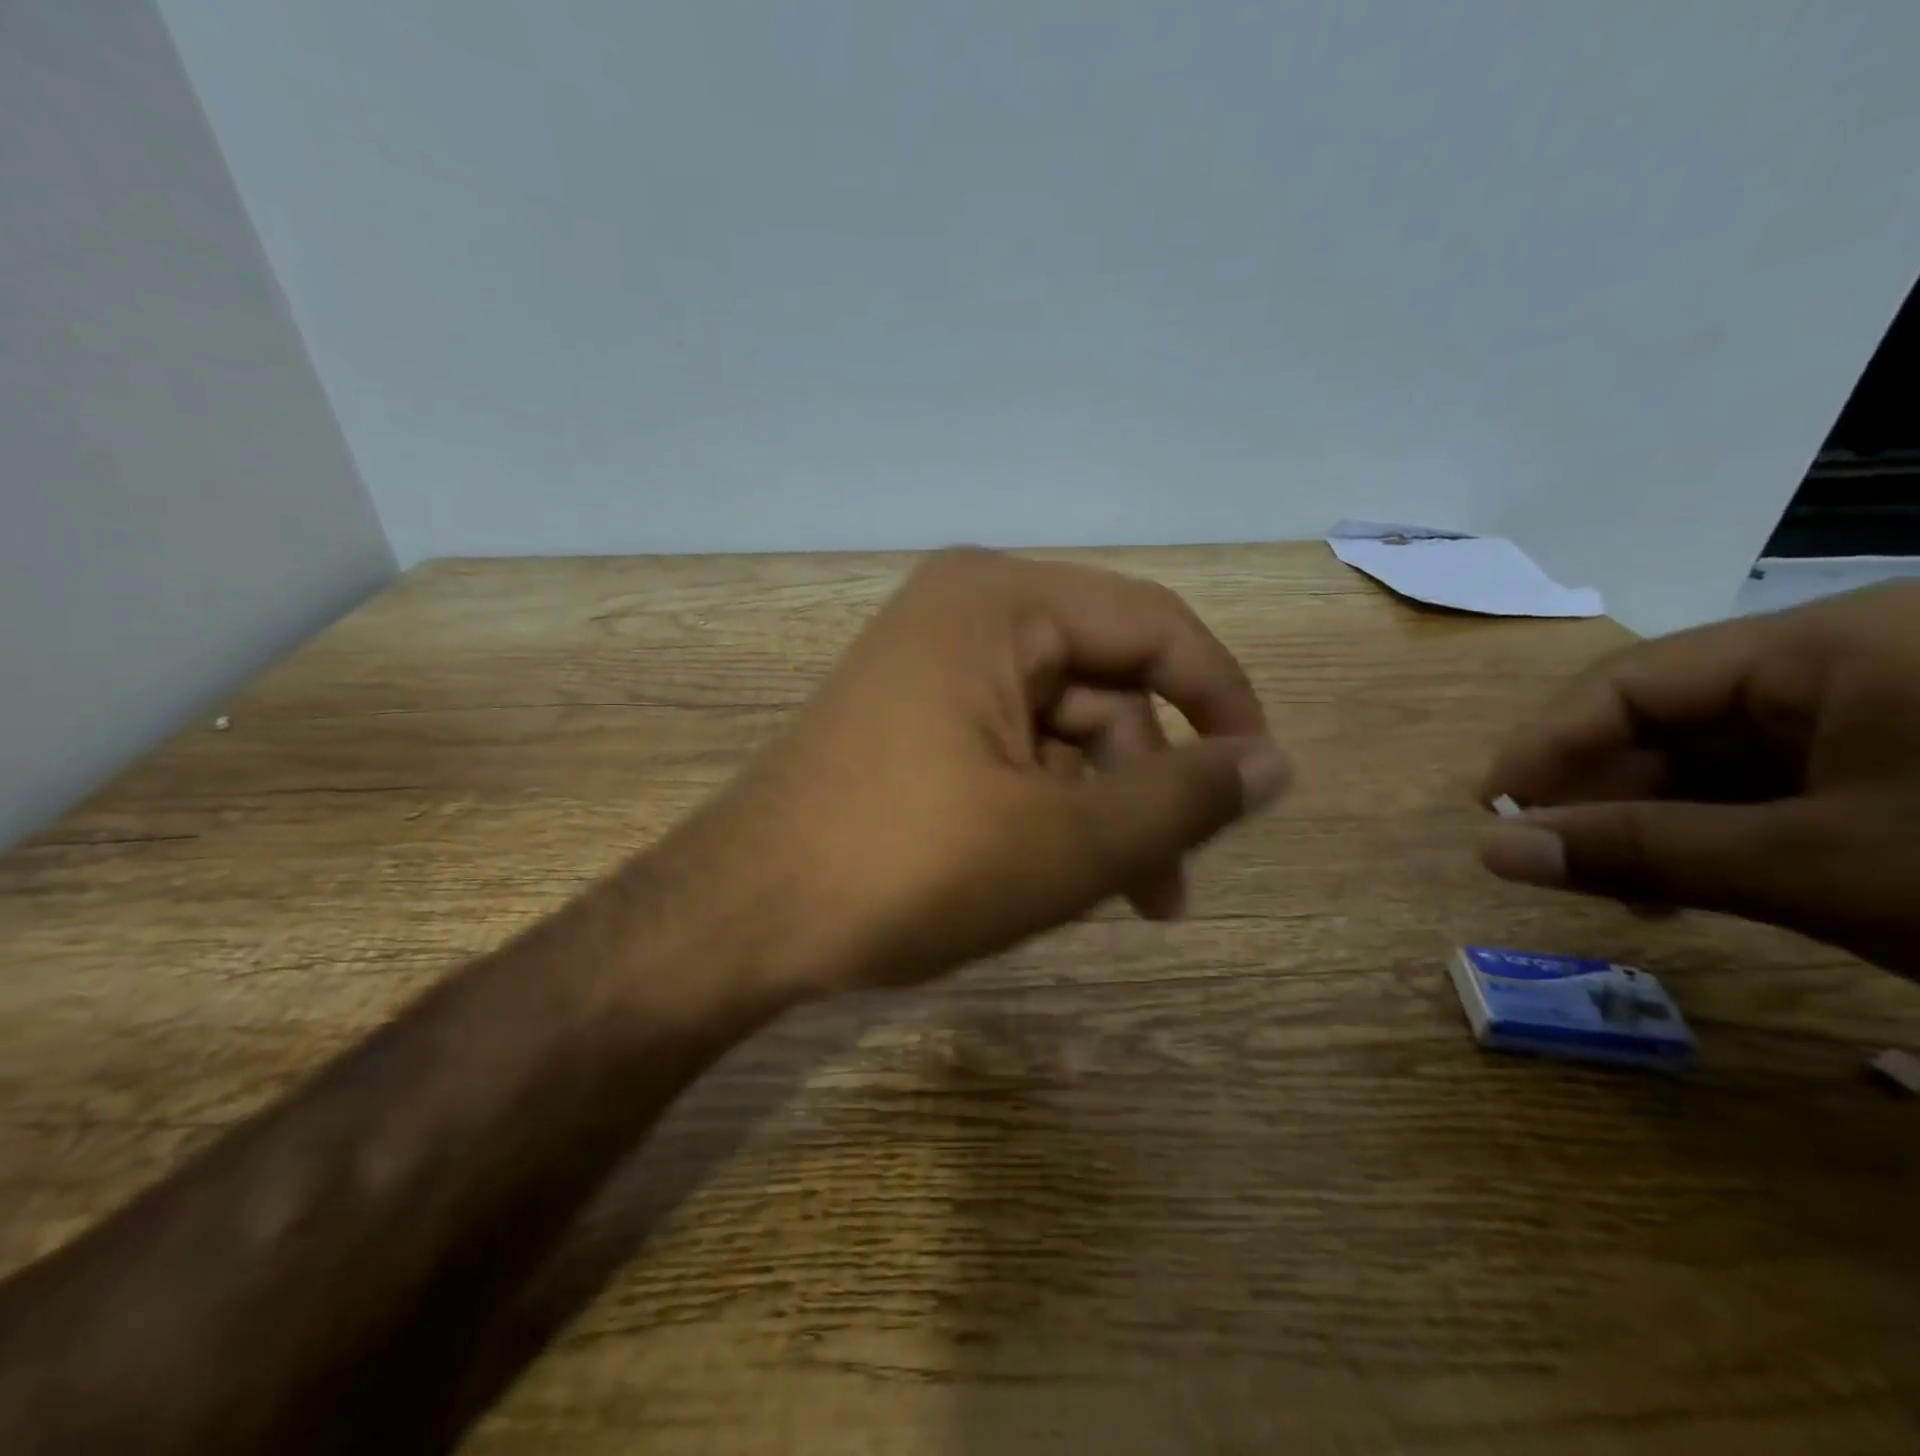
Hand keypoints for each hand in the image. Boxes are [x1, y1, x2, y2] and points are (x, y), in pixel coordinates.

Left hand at [681, 549, 1289, 999]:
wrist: (741, 919)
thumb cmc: (906, 868)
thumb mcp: (1066, 842)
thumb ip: (1183, 797)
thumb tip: (1276, 763)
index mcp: (1000, 603)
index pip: (1155, 626)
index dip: (1224, 701)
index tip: (1262, 784)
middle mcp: (964, 614)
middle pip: (1105, 685)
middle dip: (1148, 785)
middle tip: (1169, 888)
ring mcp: (930, 668)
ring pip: (1059, 728)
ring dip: (1099, 809)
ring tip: (1113, 899)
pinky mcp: (910, 721)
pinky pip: (1010, 749)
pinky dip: (1045, 807)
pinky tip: (1049, 876)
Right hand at [1479, 582, 1919, 975]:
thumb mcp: (1821, 869)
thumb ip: (1640, 854)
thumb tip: (1491, 853)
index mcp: (1829, 645)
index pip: (1629, 681)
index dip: (1546, 746)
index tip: (1493, 812)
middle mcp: (1854, 656)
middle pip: (1673, 714)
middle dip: (1603, 789)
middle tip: (1556, 860)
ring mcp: (1897, 705)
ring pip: (1726, 751)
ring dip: (1661, 815)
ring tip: (1626, 884)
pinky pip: (1785, 777)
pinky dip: (1731, 827)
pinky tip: (1706, 876)